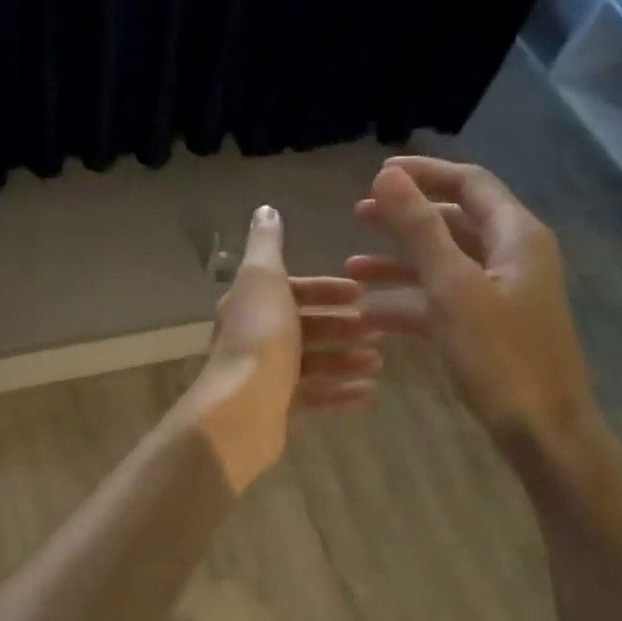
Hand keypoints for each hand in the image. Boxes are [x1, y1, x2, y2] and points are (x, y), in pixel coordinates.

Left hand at [184, 205, 383, 492]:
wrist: (242, 408)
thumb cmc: (260, 337)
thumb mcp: (264, 278)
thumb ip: (267, 245)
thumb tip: (264, 210)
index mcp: (250, 305)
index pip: (290, 290)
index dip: (324, 289)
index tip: (360, 292)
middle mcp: (254, 338)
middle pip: (303, 328)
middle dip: (342, 326)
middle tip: (378, 330)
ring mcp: (264, 377)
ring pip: (312, 364)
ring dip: (346, 359)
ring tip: (379, 362)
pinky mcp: (276, 411)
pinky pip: (314, 399)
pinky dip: (340, 393)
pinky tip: (369, 393)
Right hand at [347, 158, 599, 454]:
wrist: (542, 430)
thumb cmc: (500, 355)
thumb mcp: (452, 287)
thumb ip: (418, 229)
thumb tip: (387, 176)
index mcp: (515, 236)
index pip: (469, 183)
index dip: (424, 173)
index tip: (376, 174)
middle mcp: (511, 256)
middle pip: (453, 221)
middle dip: (404, 218)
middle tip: (356, 216)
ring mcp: (501, 293)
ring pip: (444, 263)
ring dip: (399, 262)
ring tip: (351, 267)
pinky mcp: (489, 326)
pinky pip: (444, 300)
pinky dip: (409, 300)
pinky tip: (370, 313)